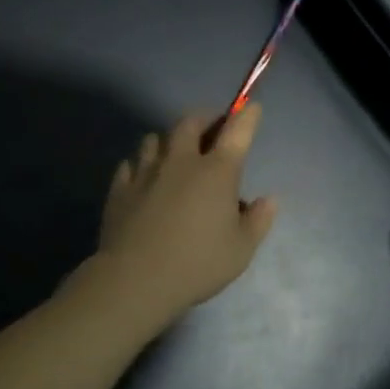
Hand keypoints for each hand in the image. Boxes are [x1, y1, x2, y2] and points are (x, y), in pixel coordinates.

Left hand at [90, 105, 278, 325]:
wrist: (135, 280)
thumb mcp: (241, 250)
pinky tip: (144, 178)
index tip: (252, 107)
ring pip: (155, 138)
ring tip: (174, 153)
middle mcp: (182, 162)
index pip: (237, 131)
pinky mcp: (120, 188)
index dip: (247, 116)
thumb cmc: (197, 264)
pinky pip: (130, 164)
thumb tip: (269, 199)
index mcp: (217, 172)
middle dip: (204, 119)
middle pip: (190, 122)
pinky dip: (141, 165)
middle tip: (211, 129)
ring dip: (168, 140)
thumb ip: (258, 221)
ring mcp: (146, 172)